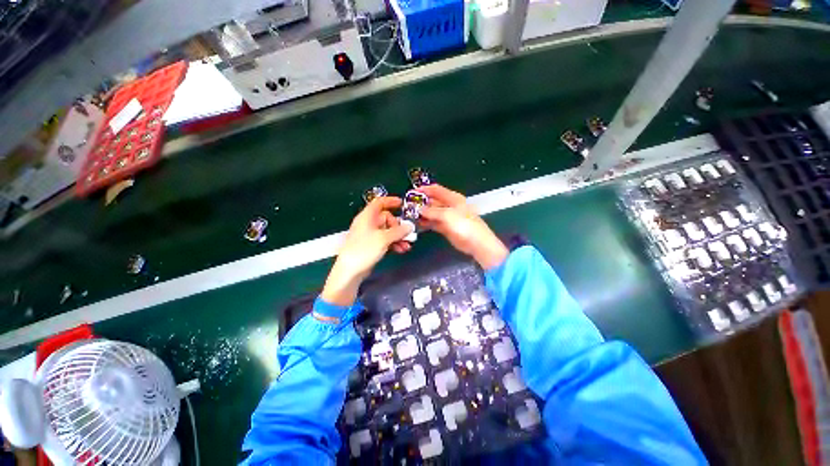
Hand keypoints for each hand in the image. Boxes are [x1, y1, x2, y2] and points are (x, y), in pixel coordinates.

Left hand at [321, 197, 414, 305]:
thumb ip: (399, 231)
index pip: (379, 203)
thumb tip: (410, 226)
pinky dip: (394, 243)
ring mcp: (370, 235)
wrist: (350, 271)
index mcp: (367, 217)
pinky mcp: (371, 246)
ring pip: (388, 231)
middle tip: (406, 234)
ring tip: (406, 245)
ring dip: (398, 237)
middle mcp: (368, 224)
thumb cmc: (364, 250)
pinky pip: (386, 240)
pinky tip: (401, 249)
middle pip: (387, 219)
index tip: (402, 204)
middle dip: (398, 226)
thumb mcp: (383, 238)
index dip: (391, 201)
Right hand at [417, 185, 508, 269]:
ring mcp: (447, 218)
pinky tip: (418, 224)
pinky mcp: (446, 228)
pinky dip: (426, 223)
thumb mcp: (447, 215)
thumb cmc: (464, 225)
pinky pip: (433, 223)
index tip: (412, 192)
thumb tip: (420, 210)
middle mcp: (449, 206)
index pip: (436, 190)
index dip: (425, 189)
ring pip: (432, 213)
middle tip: (408, 206)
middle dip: (422, 203)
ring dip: (423, 214)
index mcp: (453, 198)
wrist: (476, 242)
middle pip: (433, 201)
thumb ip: (432, 211)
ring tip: (410, 216)